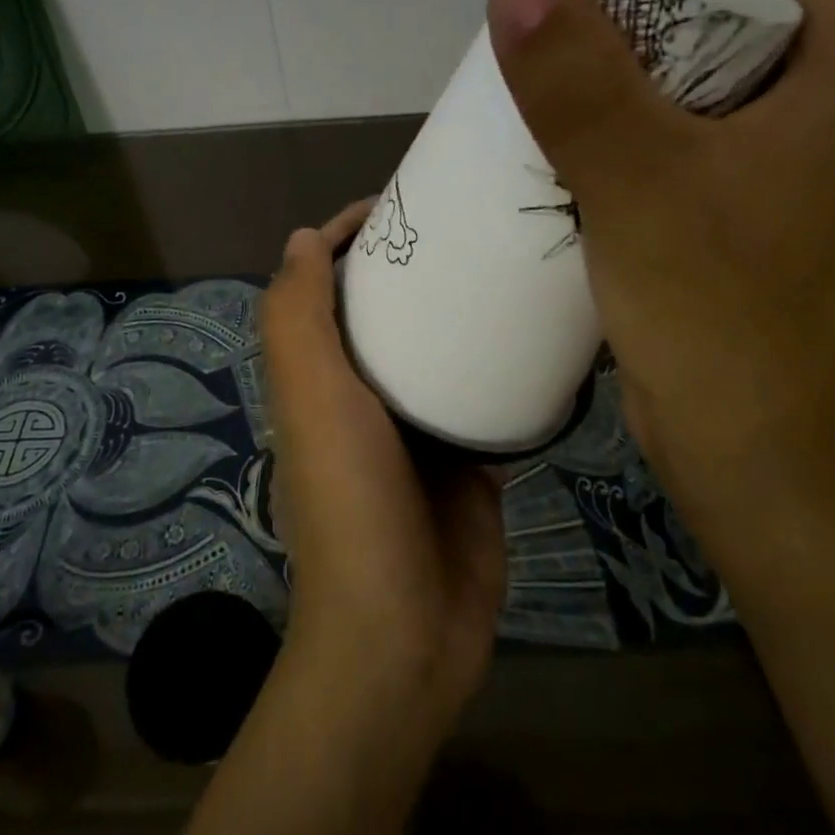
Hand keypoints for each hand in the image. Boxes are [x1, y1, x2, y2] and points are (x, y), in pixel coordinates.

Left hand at [259, 200, 506, 730]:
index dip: (349, 240)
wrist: (404, 630)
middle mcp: (364, 397)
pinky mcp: (470, 461)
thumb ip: (297, 321)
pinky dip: (504, 368)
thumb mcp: (312, 400)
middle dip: (415, 267)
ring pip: (439, 352)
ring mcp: (420, 430)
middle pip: (386, 313)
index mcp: (320, 377)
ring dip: (462, 312)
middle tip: (470, 225)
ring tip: (509, 264)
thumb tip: (301, 238)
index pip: (327, 289)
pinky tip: (538, 334)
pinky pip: (486, 398)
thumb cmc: (351, 501)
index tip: (398, 204)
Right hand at [487, 0, 834, 538]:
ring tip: (558, 44)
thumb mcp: (640, 185)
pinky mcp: (731, 206)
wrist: (741, 448)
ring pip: (706, 68)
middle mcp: (820, 111)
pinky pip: (679, 125)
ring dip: (634, 45)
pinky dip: (625, 105)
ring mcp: (776, 164)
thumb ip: (579, 83)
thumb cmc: (715, 316)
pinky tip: (566, 122)